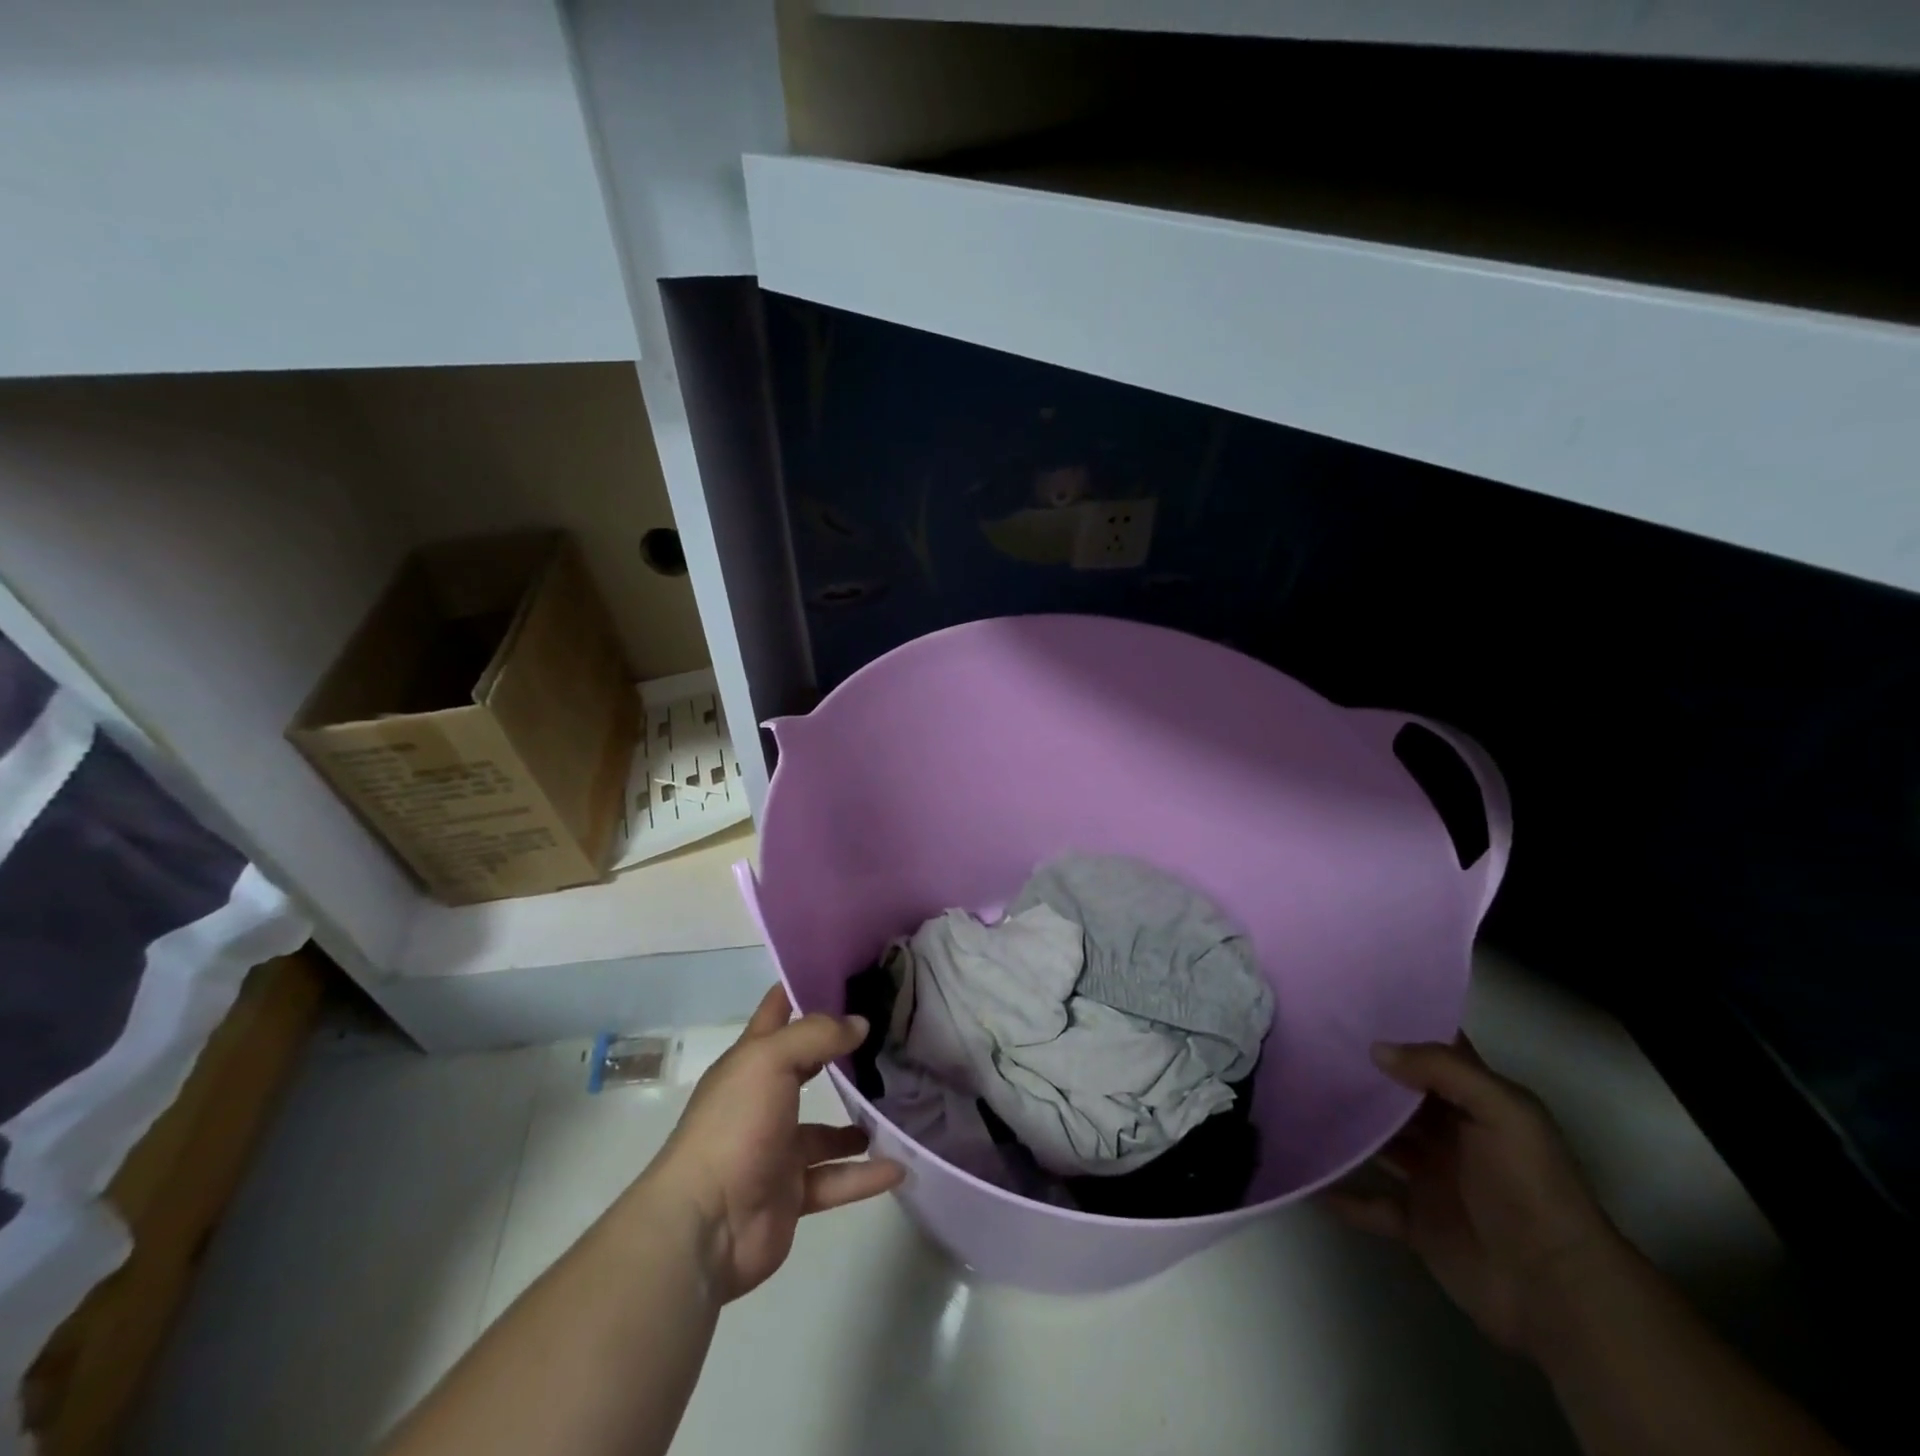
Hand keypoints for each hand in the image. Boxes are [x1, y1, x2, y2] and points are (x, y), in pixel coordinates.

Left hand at [647, 985, 904, 1302]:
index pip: (776, 1013)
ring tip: (897, 1106)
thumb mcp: (771, 1061)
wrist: (706, 1226)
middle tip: (886, 1035)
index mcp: (749, 1063)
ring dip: (858, 1122)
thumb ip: (817, 1036)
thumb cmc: (734, 1126)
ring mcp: (776, 1150)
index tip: (845, 973)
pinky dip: (865, 1175)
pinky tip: (899, 1166)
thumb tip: (859, 1024)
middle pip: (805, 1067)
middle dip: (839, 1053)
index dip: (802, 988)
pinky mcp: (792, 1194)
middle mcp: (762, 1101)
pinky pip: (836, 1180)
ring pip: (825, 1132)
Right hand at [1323, 1038, 1620, 1357]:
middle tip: (1306, 1045)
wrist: (1554, 1289)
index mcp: (1475, 1104)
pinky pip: (1370, 1203)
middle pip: (1397, 1096)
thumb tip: (1375, 1049)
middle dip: (1360, 1074)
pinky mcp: (1416, 1222)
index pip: (1436, 1054)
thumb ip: (1442, 1071)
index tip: (1350, 1004)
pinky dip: (1341, 1195)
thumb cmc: (1530, 1187)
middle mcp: (1450, 1135)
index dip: (1402, 1028)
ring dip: (1346, 1128)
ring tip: (1296, 1100)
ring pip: (1378, 1143)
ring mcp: (1431, 1178)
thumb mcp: (1502, 1112)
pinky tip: (1309, 1177)